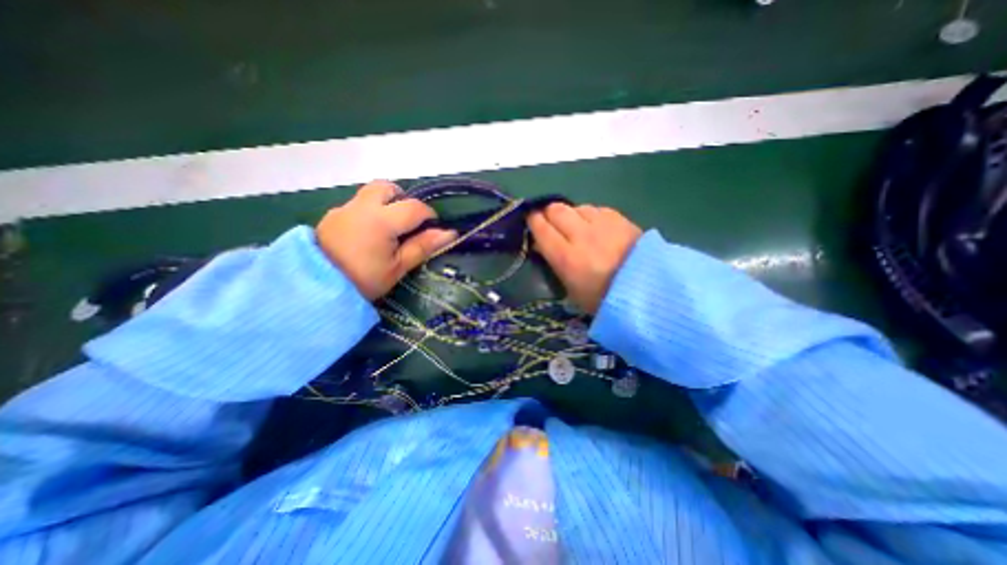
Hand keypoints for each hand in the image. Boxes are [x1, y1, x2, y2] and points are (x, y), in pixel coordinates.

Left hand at [315, 183, 458, 301]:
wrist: (315, 289)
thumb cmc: (364, 280)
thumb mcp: (398, 267)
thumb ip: (423, 246)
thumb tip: (450, 233)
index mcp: (381, 220)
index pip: (414, 207)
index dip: (429, 216)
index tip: (432, 230)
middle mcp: (361, 207)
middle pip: (387, 187)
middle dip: (403, 199)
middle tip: (408, 222)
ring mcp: (343, 209)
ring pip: (370, 193)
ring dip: (385, 203)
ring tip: (389, 228)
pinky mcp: (331, 216)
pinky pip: (357, 205)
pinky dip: (369, 211)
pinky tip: (368, 235)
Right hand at [531, 204, 640, 315]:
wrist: (646, 292)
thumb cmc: (602, 298)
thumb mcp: (571, 290)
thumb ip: (554, 264)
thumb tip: (542, 245)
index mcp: (566, 257)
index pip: (541, 228)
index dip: (533, 221)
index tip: (531, 222)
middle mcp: (581, 235)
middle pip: (556, 210)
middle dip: (549, 213)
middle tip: (551, 223)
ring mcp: (602, 224)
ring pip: (577, 207)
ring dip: (571, 214)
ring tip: (576, 226)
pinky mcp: (619, 219)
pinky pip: (597, 209)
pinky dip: (591, 215)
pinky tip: (596, 226)